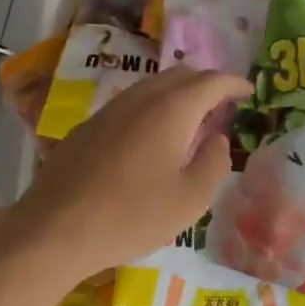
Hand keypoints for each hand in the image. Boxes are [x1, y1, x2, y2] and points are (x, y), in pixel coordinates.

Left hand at [11, 67, 251, 285]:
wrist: (55, 229)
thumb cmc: (133, 216)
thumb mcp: (190, 200)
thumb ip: (213, 164)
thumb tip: (218, 140)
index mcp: (171, 110)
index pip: (210, 81)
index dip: (233, 83)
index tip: (249, 92)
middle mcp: (139, 99)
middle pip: (179, 75)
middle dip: (205, 83)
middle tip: (222, 103)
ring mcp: (108, 111)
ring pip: (150, 87)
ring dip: (176, 94)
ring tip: (190, 119)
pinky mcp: (86, 128)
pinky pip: (129, 105)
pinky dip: (151, 109)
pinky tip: (151, 137)